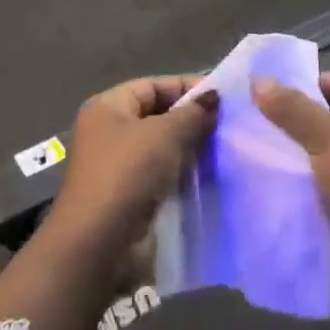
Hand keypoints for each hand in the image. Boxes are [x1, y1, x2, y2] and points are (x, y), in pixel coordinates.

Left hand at [51, 76, 218, 250]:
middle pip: (158, 116)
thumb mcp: (166, 134)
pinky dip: (184, 174)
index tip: (224, 98)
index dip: (187, 88)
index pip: (153, 86)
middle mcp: (109, 132)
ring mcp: (118, 166)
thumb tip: (214, 98)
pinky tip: (211, 176)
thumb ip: (193, 114)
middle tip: (229, 126)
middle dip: (192, 120)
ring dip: (191, 149)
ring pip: (162, 148)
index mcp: (107, 107)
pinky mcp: (129, 196)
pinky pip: (162, 175)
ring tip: (226, 150)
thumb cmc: (128, 174)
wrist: (100, 242)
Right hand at [252, 71, 329, 295]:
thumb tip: (257, 80)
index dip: (311, 82)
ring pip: (319, 150)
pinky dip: (295, 178)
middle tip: (253, 116)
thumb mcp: (327, 136)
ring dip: (291, 150)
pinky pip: (316, 180)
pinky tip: (263, 175)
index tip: (273, 91)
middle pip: (329, 116)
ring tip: (250, 144)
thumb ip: (291, 109)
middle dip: (294, 117)